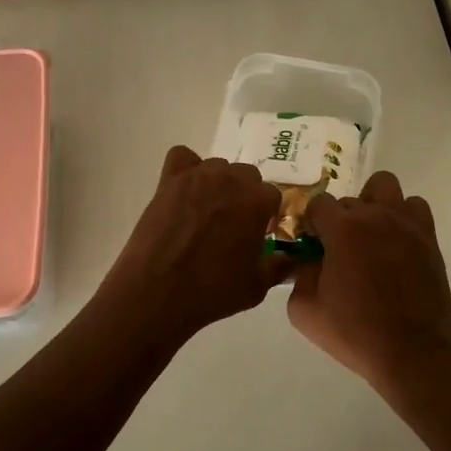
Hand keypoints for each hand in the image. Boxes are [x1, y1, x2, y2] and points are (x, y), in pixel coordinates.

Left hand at [96, 146, 285, 341]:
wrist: (157, 292)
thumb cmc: (212, 292)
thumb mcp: (257, 286)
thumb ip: (279, 266)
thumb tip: (293, 259)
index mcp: (258, 201)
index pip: (272, 196)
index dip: (266, 216)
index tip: (257, 234)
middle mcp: (231, 179)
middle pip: (247, 176)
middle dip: (244, 197)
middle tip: (232, 225)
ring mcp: (198, 176)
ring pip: (218, 168)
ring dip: (218, 184)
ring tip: (205, 213)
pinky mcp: (170, 179)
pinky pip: (183, 157)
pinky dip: (186, 169)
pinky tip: (184, 192)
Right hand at [286, 171, 450, 392]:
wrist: (412, 352)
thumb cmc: (355, 332)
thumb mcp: (305, 311)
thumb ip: (298, 277)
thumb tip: (307, 262)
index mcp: (342, 229)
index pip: (318, 204)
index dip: (311, 223)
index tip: (313, 245)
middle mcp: (374, 216)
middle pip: (348, 199)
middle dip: (339, 220)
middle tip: (339, 250)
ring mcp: (405, 223)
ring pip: (384, 186)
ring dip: (372, 203)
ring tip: (370, 233)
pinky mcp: (427, 237)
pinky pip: (414, 206)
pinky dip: (403, 215)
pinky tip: (396, 242)